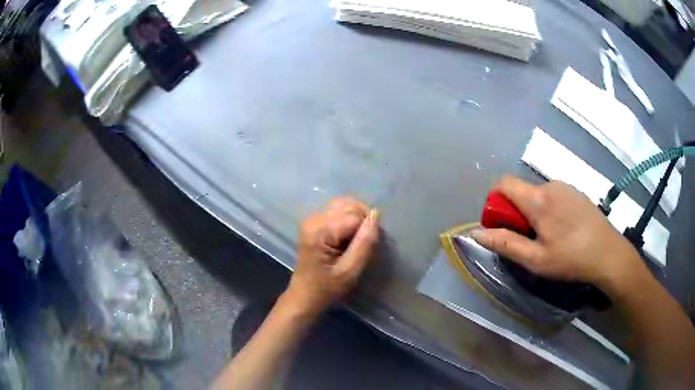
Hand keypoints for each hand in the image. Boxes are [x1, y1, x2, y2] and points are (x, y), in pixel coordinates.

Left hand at [285, 197, 379, 314]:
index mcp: (320, 230)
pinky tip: (348, 237)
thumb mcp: (350, 271)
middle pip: (349, 205)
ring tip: (357, 240)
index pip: (355, 216)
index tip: (367, 250)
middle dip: (363, 221)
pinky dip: (349, 220)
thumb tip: (376, 215)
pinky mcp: (315, 222)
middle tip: (363, 245)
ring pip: (345, 205)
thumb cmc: (327, 288)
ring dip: (357, 219)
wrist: (305, 296)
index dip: (367, 231)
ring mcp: (313, 218)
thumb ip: (364, 243)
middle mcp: (314, 218)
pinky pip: (338, 211)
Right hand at [470, 176, 641, 294]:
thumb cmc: (570, 258)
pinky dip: (548, 209)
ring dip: (533, 212)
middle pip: (521, 191)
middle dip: (517, 212)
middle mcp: (550, 184)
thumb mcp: (535, 259)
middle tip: (529, 239)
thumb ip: (505, 243)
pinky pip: (553, 195)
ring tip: (548, 238)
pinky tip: (563, 230)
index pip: (503, 183)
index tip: (503, 225)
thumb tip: (476, 233)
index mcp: (538, 199)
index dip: (495, 201)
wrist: (608, 254)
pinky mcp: (576, 192)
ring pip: (537, 194)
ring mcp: (565, 186)